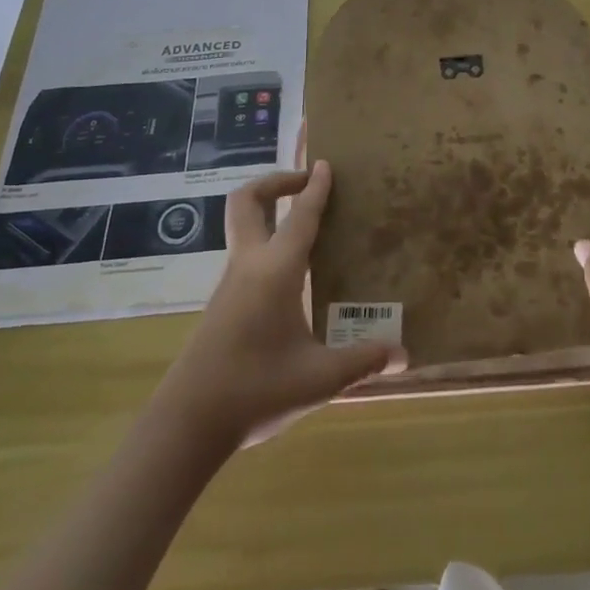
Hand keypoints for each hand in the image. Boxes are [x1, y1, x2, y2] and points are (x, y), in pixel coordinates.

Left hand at [154, 162, 404, 448]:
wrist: (186, 425)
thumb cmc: (255, 390)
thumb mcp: (319, 378)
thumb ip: (362, 361)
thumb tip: (403, 355)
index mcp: (276, 271)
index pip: (300, 216)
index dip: (315, 188)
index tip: (324, 164)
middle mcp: (249, 266)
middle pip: (247, 202)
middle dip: (275, 182)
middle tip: (303, 182)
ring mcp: (229, 285)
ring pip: (243, 228)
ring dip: (268, 213)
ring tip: (303, 225)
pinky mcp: (220, 306)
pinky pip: (244, 256)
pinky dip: (265, 244)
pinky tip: (289, 276)